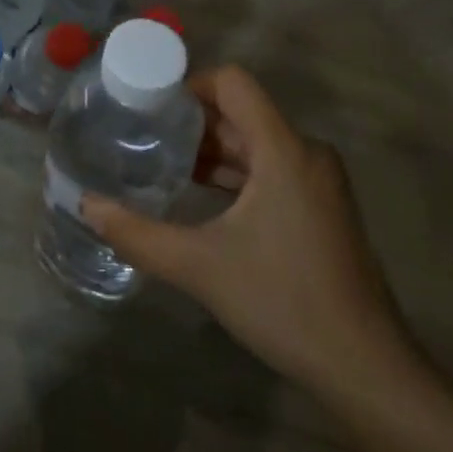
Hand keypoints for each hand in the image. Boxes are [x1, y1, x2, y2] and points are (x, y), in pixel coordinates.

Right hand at [82, 65, 411, 401]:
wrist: (366, 368)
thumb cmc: (284, 302)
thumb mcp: (200, 267)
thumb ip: (138, 233)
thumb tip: (86, 205)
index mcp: (283, 149)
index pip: (233, 83)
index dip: (189, 84)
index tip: (151, 105)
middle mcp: (305, 152)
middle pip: (242, 113)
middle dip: (193, 122)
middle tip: (145, 136)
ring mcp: (319, 181)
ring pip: (257, 143)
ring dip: (213, 150)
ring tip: (164, 164)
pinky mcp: (322, 207)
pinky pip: (272, 169)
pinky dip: (237, 174)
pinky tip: (203, 197)